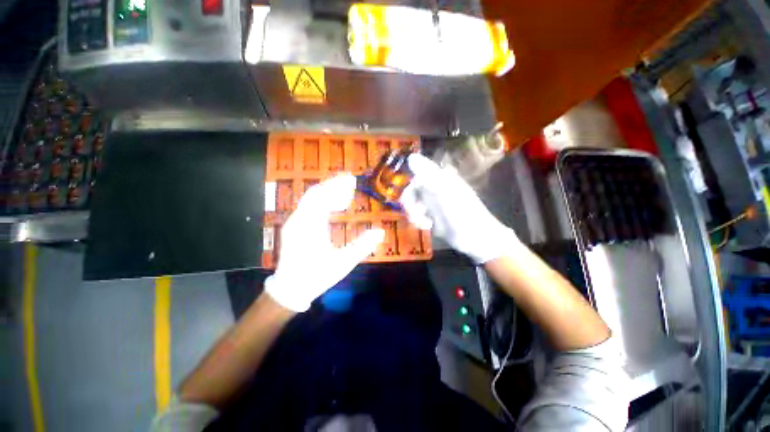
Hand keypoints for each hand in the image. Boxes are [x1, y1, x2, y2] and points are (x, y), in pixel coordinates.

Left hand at [264, 174, 384, 311]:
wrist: (289, 289)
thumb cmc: (316, 276)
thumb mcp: (342, 263)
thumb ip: (362, 246)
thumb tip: (380, 232)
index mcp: (310, 226)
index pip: (323, 197)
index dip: (338, 186)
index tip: (352, 180)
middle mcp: (299, 219)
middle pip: (315, 193)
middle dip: (333, 185)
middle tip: (351, 183)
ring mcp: (294, 222)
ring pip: (311, 199)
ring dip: (328, 193)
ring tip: (346, 194)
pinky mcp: (294, 226)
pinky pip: (308, 206)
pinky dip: (322, 201)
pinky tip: (334, 206)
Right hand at [400, 153, 518, 263]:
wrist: (476, 238)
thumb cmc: (463, 212)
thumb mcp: (444, 191)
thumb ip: (427, 175)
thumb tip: (411, 157)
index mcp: (440, 178)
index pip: (419, 171)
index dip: (411, 179)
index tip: (409, 192)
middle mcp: (435, 188)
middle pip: (413, 189)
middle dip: (410, 201)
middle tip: (413, 211)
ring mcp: (433, 203)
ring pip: (413, 203)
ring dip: (413, 213)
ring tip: (421, 222)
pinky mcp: (432, 216)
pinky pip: (417, 215)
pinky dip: (418, 220)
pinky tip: (426, 226)